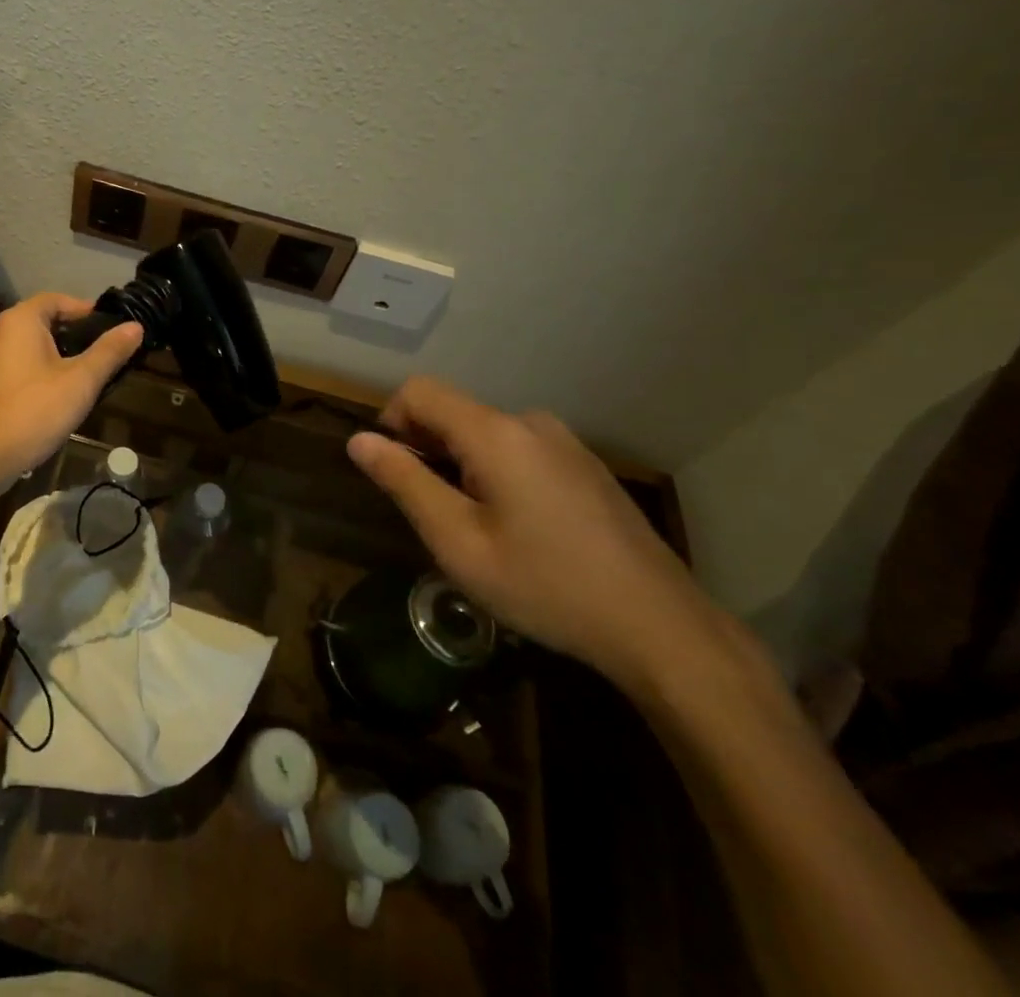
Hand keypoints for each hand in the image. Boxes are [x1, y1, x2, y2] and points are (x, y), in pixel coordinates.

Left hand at [0, 294, 145, 495]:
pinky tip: (63, 396)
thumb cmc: (34, 410)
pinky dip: (44, 373)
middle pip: (45, 322)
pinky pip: (23, 368)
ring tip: (91, 375)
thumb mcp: (81, 380)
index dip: (86, 310)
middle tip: (107, 352)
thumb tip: (135, 326)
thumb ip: (109, 351)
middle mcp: (1, 333)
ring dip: (61, 356)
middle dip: (76, 335)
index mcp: (21, 321)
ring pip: (34, 348)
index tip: (112, 327)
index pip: (57, 299)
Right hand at [347, 377, 720, 689]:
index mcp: (496, 433)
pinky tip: (522, 531)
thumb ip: (404, 482)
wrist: (660, 627)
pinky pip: (520, 451)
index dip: (391, 422)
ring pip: (486, 434)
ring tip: (479, 530)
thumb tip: (359, 440)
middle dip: (428, 451)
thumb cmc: (546, 585)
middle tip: (437, 516)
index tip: (395, 474)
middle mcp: (530, 422)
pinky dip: (498, 474)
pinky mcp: (586, 466)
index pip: (420, 391)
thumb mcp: (458, 542)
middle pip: (454, 413)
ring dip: (463, 466)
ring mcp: (565, 442)